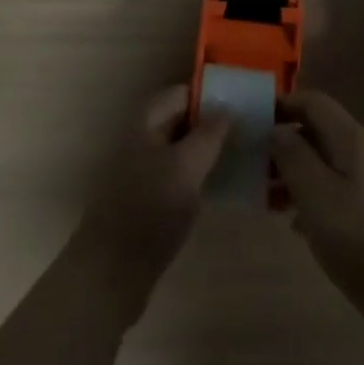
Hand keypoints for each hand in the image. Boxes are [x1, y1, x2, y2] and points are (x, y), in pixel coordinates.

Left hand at [74, 85, 229, 316]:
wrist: (112, 272)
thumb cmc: (149, 210)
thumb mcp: (185, 167)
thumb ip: (208, 135)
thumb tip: (226, 107)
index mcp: (146, 123)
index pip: (182, 93)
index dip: (211, 94)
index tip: (245, 100)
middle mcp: (144, 140)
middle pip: (182, 119)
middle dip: (213, 122)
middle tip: (251, 129)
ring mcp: (145, 171)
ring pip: (183, 149)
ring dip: (210, 150)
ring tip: (246, 154)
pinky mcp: (151, 201)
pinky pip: (181, 175)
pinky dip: (201, 175)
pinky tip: (225, 185)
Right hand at [270, 91, 363, 325]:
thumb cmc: (359, 237)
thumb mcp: (315, 195)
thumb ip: (293, 156)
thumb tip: (277, 129)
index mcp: (352, 139)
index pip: (314, 102)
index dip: (284, 105)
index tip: (254, 124)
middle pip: (320, 132)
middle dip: (286, 145)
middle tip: (256, 168)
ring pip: (328, 163)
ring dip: (297, 174)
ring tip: (269, 199)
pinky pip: (339, 188)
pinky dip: (315, 196)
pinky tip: (297, 225)